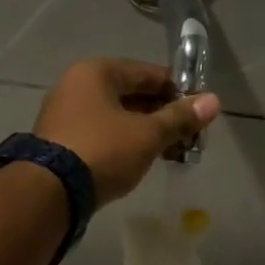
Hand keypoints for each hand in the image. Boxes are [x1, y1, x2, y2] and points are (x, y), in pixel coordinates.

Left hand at [34, 58, 219, 204]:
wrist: (51, 191)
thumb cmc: (103, 150)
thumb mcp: (148, 134)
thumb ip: (180, 118)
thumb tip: (214, 101)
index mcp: (96, 72)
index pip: (147, 73)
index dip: (178, 90)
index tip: (200, 110)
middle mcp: (76, 86)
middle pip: (131, 95)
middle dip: (163, 115)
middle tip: (190, 136)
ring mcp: (65, 114)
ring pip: (117, 117)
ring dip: (146, 131)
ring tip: (173, 152)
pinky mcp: (61, 142)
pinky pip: (102, 134)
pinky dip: (125, 142)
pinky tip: (144, 159)